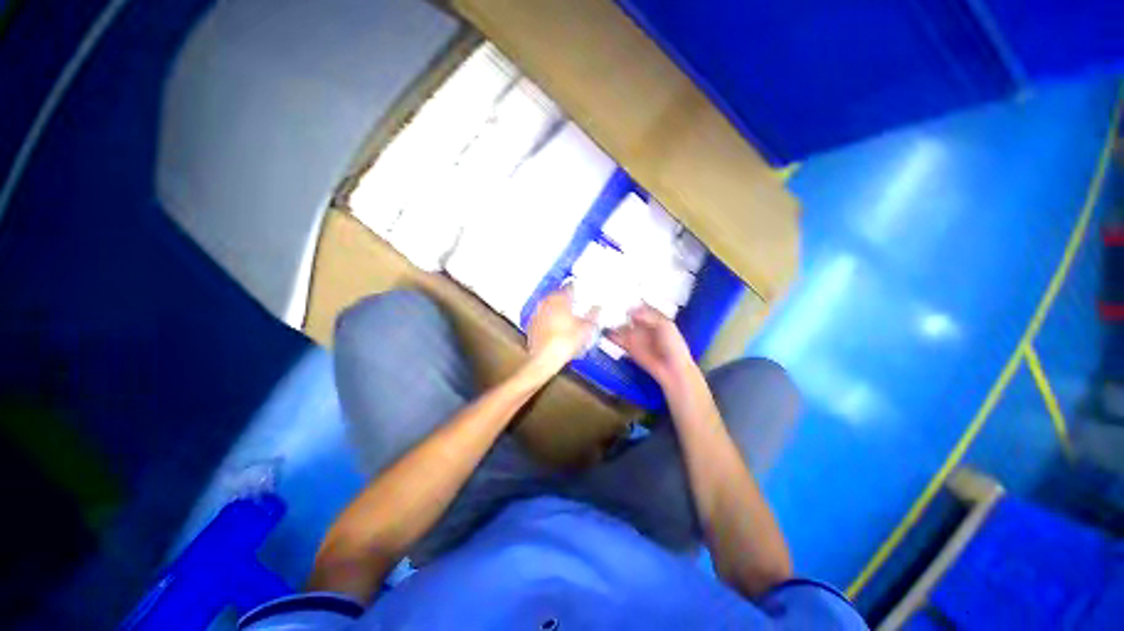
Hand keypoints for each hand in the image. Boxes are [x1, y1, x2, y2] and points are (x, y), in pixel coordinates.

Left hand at [526, 286, 598, 372]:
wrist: (545, 358)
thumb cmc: (565, 342)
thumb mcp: (586, 329)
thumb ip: (593, 315)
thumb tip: (597, 308)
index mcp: (561, 300)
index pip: (570, 287)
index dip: (576, 289)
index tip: (581, 291)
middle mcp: (547, 303)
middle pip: (557, 295)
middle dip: (565, 298)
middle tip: (573, 303)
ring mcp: (537, 313)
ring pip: (548, 305)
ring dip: (556, 308)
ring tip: (564, 315)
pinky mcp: (532, 324)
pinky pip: (542, 316)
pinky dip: (548, 318)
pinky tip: (554, 326)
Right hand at [608, 304, 695, 386]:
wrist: (672, 369)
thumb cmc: (673, 346)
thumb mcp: (665, 325)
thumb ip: (648, 315)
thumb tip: (630, 309)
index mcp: (653, 316)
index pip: (638, 304)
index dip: (629, 299)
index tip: (619, 293)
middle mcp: (641, 324)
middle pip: (626, 313)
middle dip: (617, 308)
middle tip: (605, 301)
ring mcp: (633, 335)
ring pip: (619, 324)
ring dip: (611, 320)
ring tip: (600, 313)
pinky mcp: (627, 346)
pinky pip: (616, 338)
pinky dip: (609, 334)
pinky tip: (602, 329)